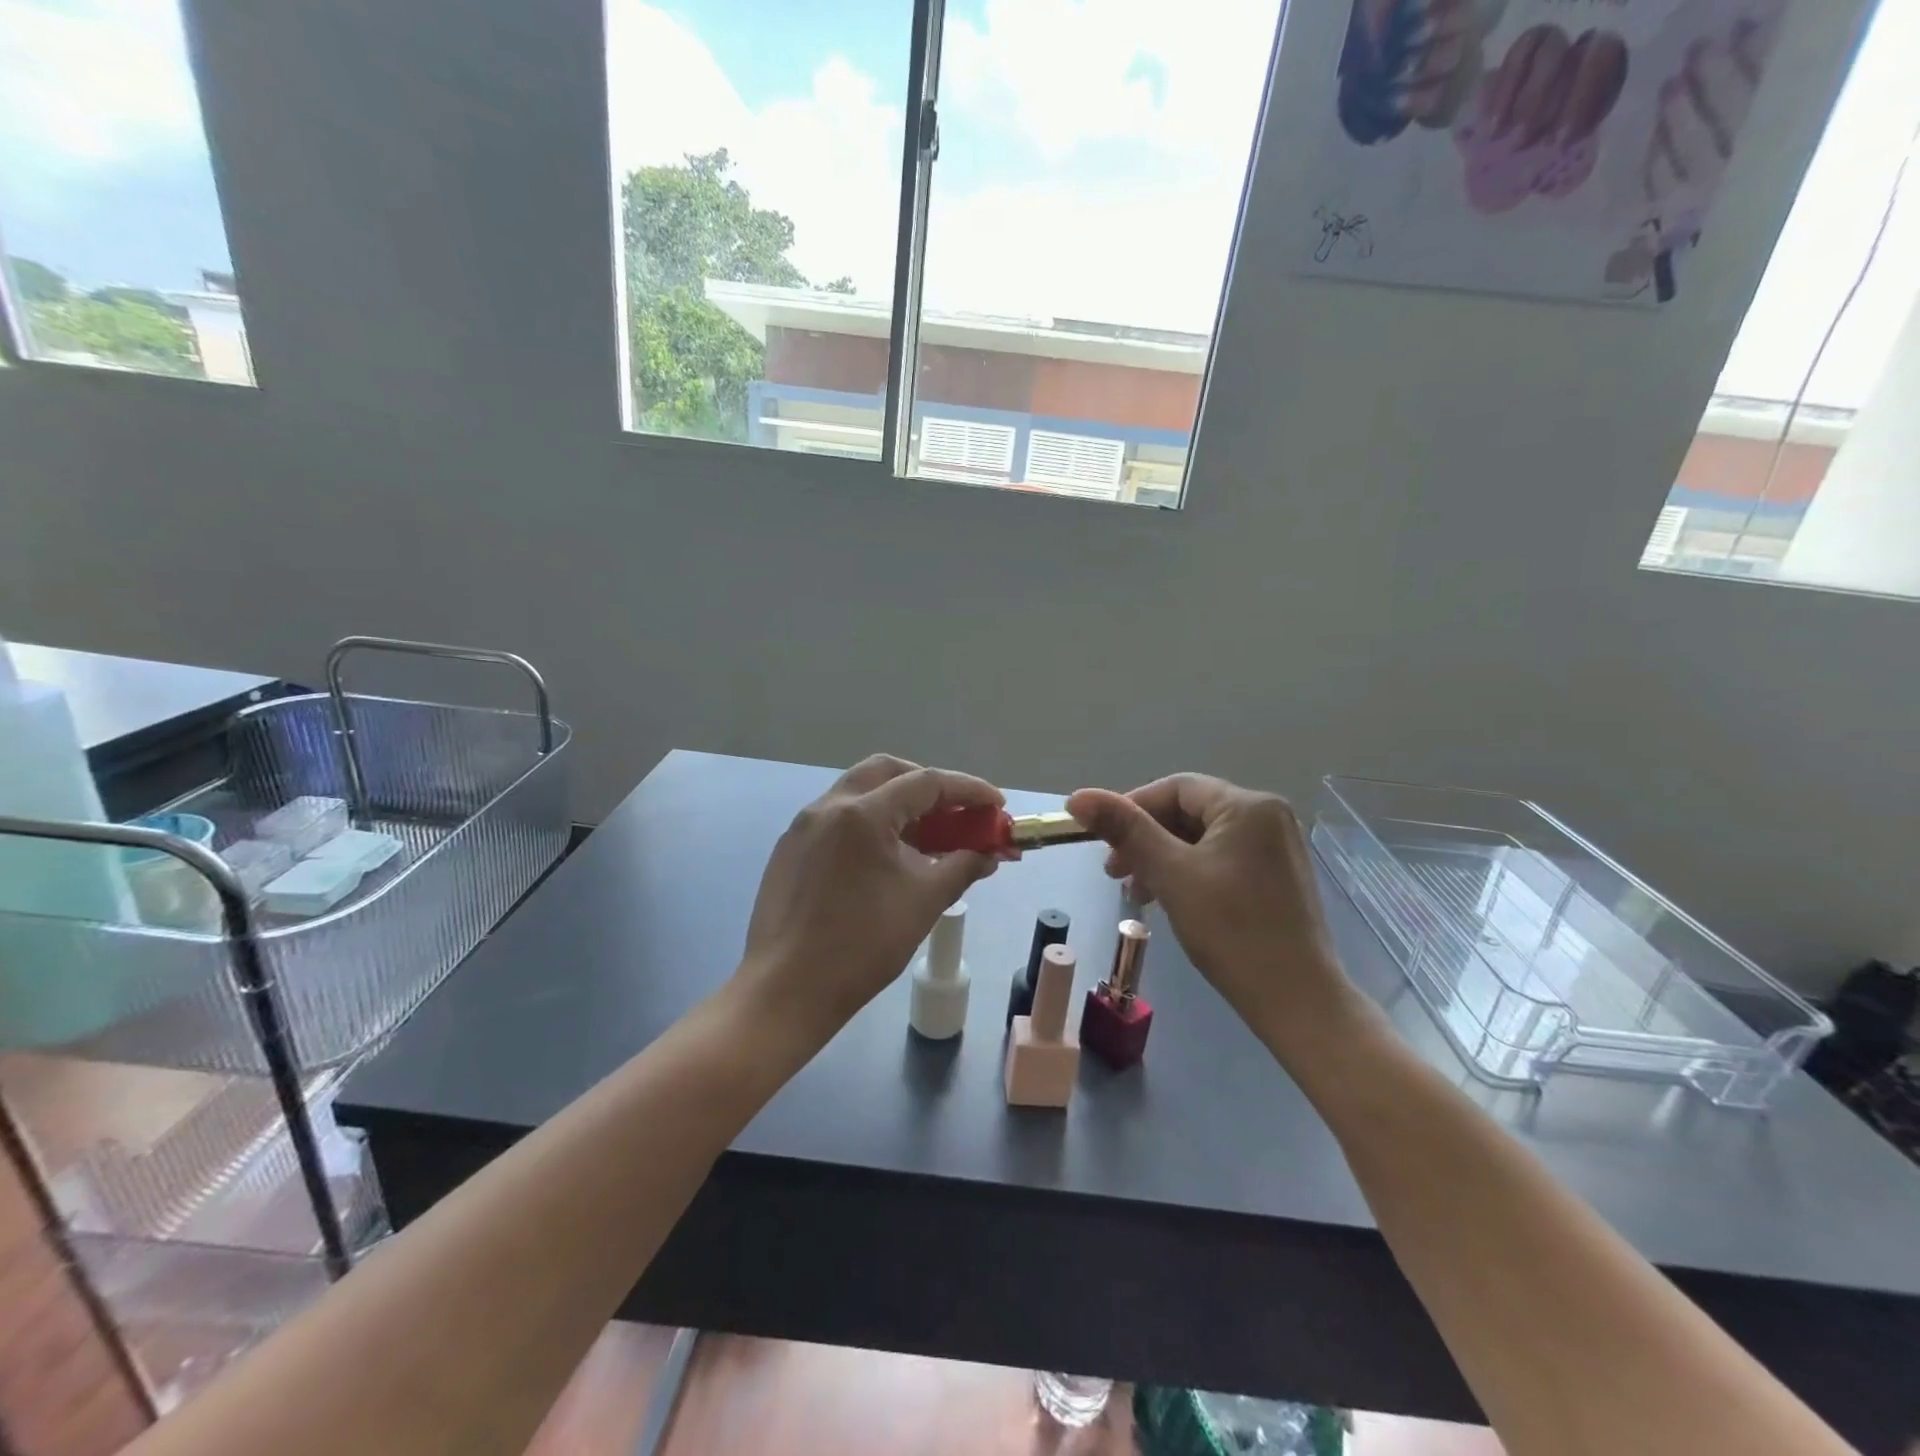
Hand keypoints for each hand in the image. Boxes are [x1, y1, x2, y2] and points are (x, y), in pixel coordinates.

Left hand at [739, 755, 1002, 1045]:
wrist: (787, 989)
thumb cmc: (862, 945)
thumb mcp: (923, 903)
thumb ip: (962, 867)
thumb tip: (989, 854)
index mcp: (862, 813)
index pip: (926, 783)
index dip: (968, 790)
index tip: (996, 804)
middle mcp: (829, 806)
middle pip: (886, 771)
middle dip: (927, 785)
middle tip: (954, 811)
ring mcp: (803, 826)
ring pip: (858, 791)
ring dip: (896, 803)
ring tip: (924, 837)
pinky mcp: (790, 848)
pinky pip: (837, 818)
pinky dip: (869, 822)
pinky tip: (884, 858)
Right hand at [1066, 775, 1353, 1035]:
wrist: (1297, 1001)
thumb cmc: (1231, 930)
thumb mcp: (1170, 874)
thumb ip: (1125, 830)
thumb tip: (1077, 796)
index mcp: (1248, 805)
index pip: (1176, 788)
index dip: (1132, 808)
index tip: (1101, 842)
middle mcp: (1269, 816)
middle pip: (1189, 812)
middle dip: (1146, 838)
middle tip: (1115, 873)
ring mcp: (1276, 848)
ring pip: (1202, 838)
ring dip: (1163, 858)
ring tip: (1138, 894)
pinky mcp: (1277, 877)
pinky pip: (1222, 858)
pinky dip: (1189, 872)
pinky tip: (1170, 899)